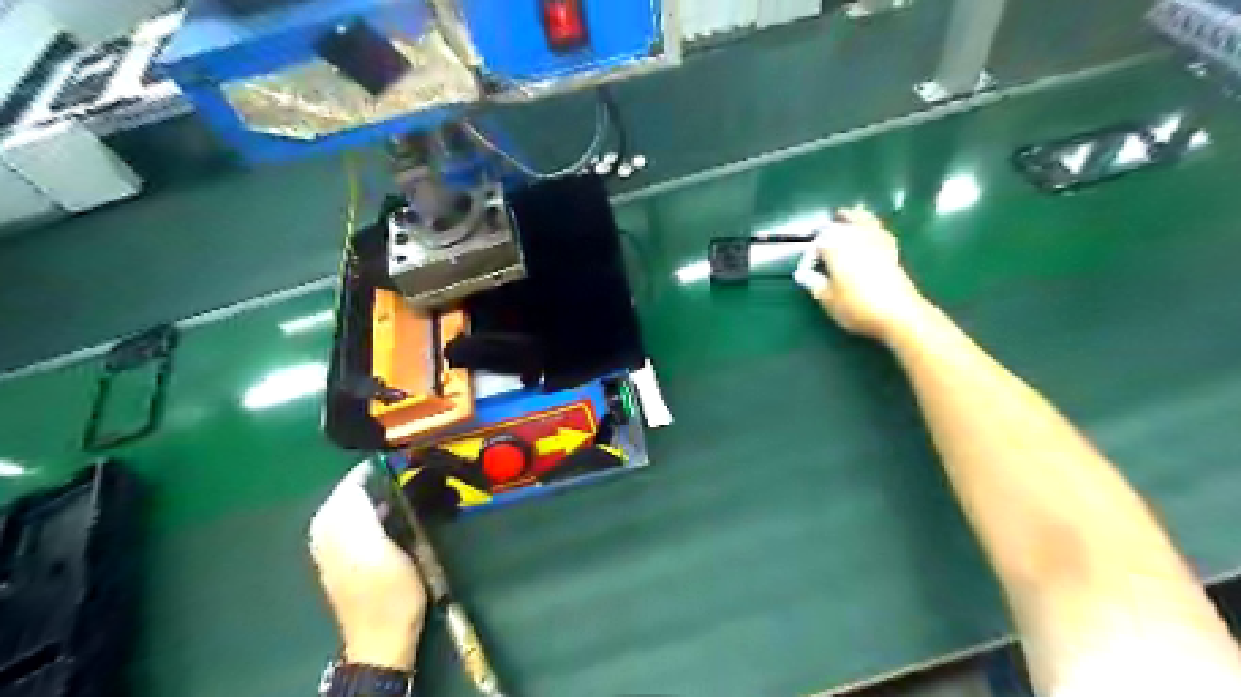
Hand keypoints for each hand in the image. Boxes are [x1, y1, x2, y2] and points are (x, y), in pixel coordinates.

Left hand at [306, 464, 428, 668]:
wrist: (383, 635)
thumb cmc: (390, 590)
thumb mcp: (379, 546)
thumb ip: (363, 510)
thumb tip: (364, 475)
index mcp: (334, 528)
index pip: (349, 485)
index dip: (371, 469)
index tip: (399, 458)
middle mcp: (326, 534)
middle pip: (345, 495)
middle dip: (368, 480)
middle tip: (399, 471)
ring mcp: (333, 549)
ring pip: (347, 508)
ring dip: (369, 495)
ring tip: (395, 487)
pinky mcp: (345, 560)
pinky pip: (351, 522)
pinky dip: (367, 511)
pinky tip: (386, 513)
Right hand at [810, 206, 923, 343]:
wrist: (899, 313)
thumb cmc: (857, 306)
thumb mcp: (828, 299)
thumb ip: (814, 284)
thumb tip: (804, 275)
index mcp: (835, 246)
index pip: (817, 243)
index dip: (810, 255)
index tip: (807, 270)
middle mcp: (855, 236)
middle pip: (839, 225)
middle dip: (829, 230)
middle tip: (821, 240)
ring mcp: (875, 239)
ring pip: (861, 220)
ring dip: (852, 217)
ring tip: (847, 214)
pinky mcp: (892, 248)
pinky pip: (878, 228)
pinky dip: (872, 224)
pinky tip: (872, 228)